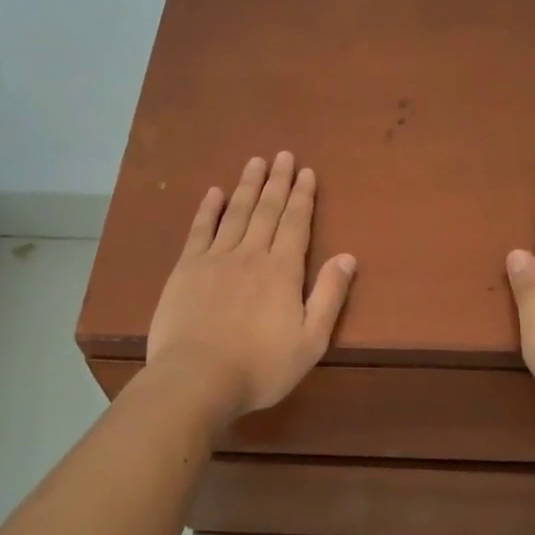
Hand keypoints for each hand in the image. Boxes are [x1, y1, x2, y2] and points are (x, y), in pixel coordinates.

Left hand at [147, 153, 356, 425]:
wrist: (197, 378)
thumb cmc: (260, 367)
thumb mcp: (310, 341)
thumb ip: (329, 296)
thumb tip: (348, 257)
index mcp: (283, 271)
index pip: (296, 224)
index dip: (303, 196)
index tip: (306, 172)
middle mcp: (251, 255)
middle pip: (267, 210)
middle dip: (277, 182)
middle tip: (283, 155)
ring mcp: (215, 259)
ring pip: (235, 213)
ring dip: (247, 186)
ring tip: (255, 162)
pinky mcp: (186, 269)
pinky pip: (199, 230)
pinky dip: (208, 210)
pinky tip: (213, 192)